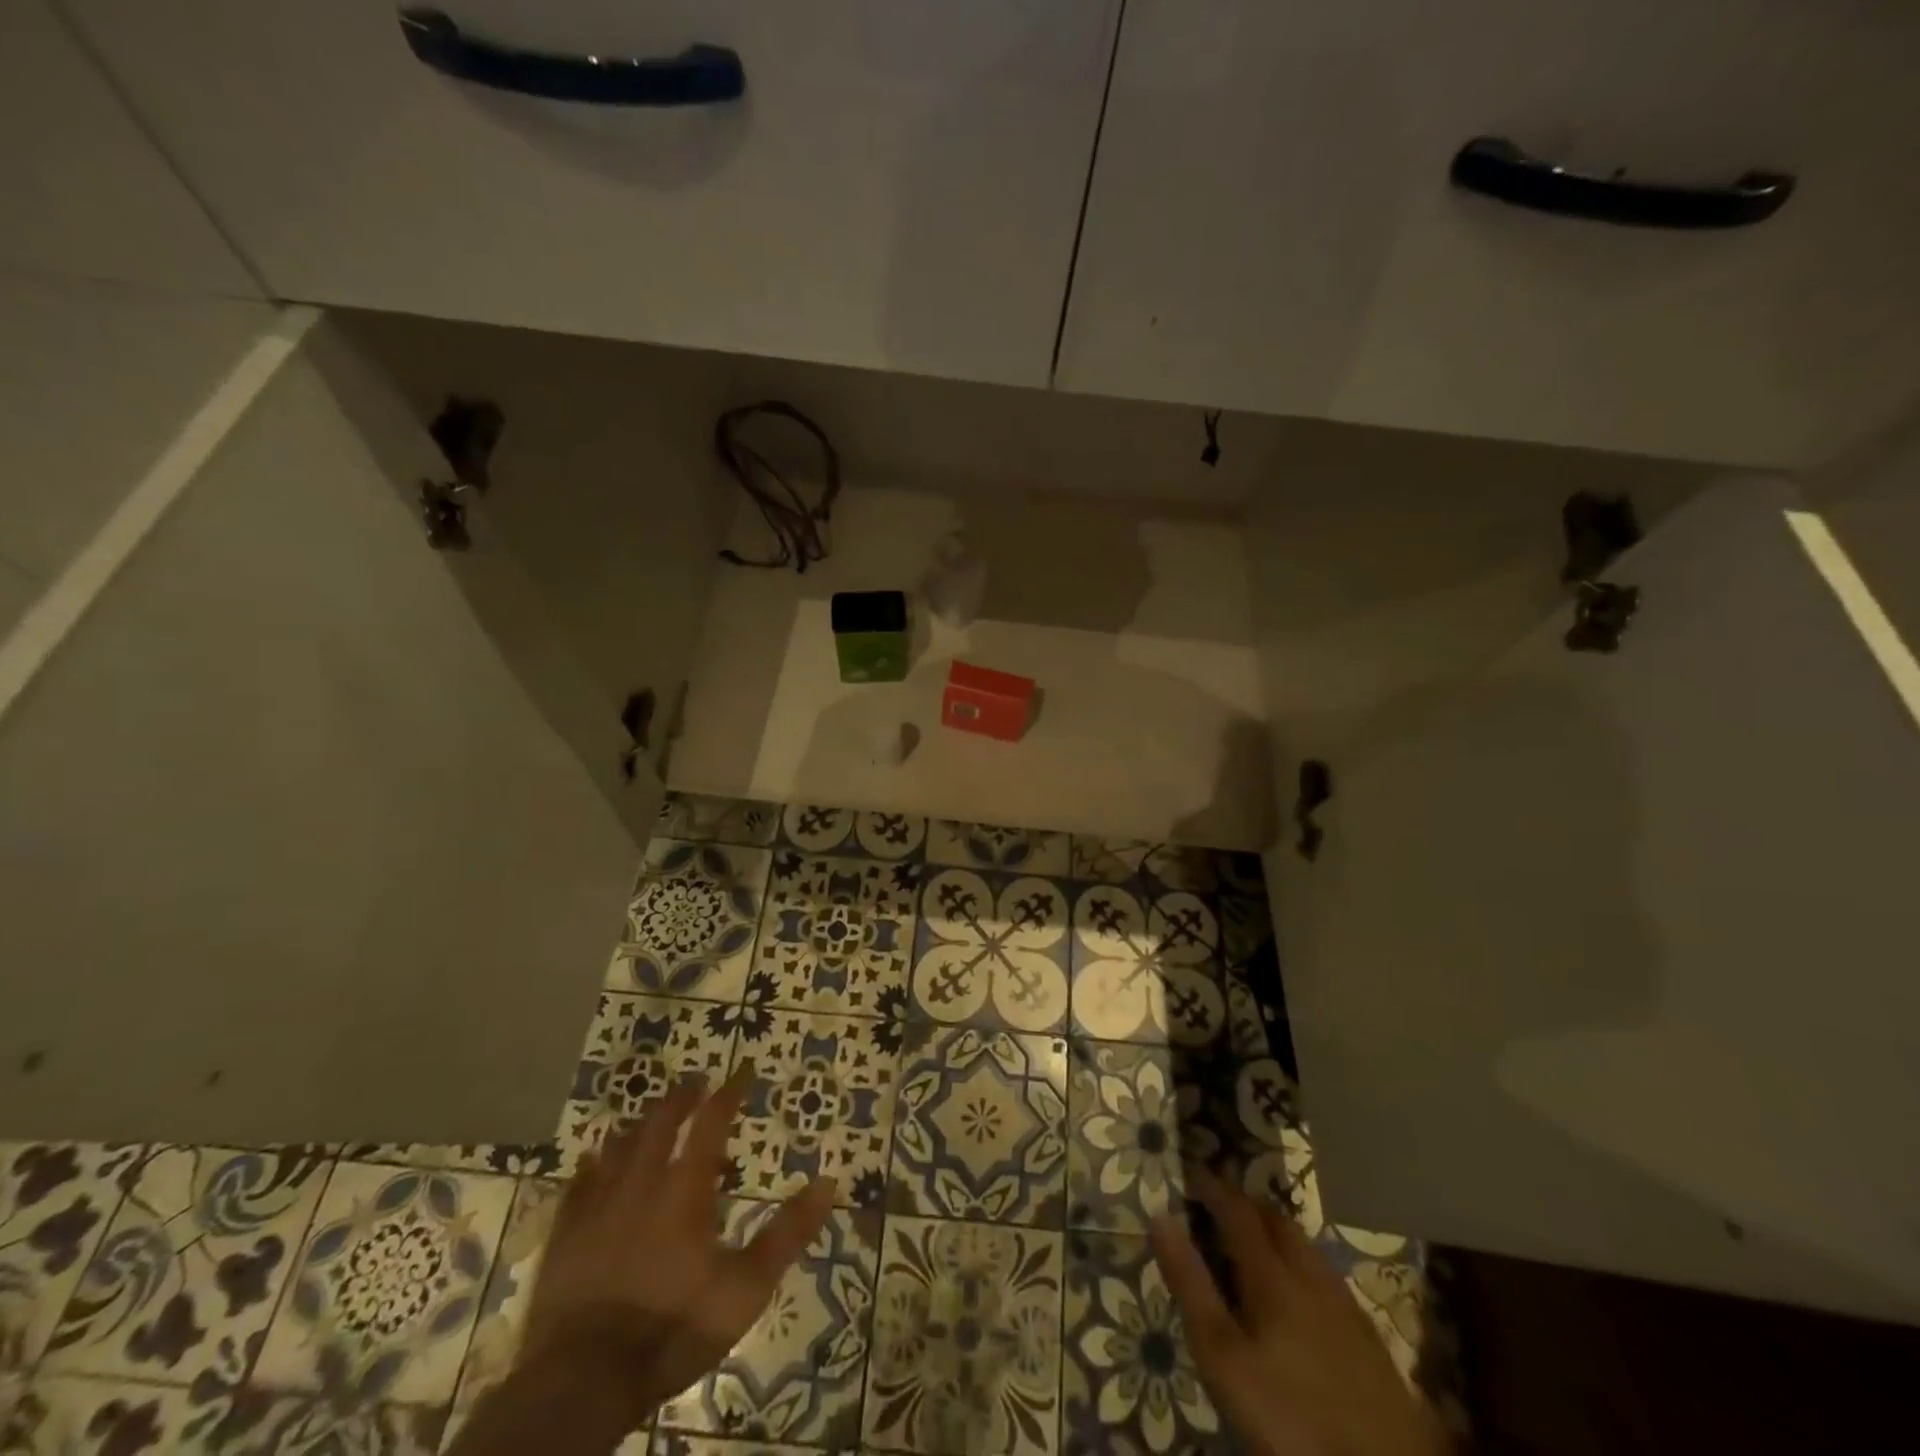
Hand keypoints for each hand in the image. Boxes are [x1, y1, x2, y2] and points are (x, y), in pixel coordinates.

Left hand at [519, 1068, 835, 1415]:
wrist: (583, 1382)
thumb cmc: (673, 1328)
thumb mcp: (745, 1288)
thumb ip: (787, 1233)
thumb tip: (828, 1183)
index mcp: (685, 1188)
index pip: (712, 1121)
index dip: (730, 1091)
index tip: (744, 1069)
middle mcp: (642, 1183)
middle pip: (661, 1122)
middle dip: (682, 1098)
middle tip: (697, 1082)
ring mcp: (598, 1206)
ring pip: (619, 1145)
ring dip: (640, 1124)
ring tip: (652, 1115)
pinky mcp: (566, 1236)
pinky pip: (578, 1184)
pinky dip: (592, 1164)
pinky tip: (593, 1160)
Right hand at [1150, 1168, 1448, 1455]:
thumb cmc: (1290, 1418)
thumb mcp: (1223, 1358)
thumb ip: (1191, 1286)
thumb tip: (1160, 1217)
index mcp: (1273, 1276)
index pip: (1238, 1212)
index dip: (1214, 1188)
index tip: (1192, 1171)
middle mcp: (1311, 1277)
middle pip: (1278, 1222)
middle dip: (1248, 1204)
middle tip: (1222, 1201)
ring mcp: (1346, 1308)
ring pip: (1307, 1248)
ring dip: (1278, 1231)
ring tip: (1256, 1239)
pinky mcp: (1369, 1342)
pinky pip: (1328, 1278)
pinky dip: (1303, 1264)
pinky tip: (1302, 1294)